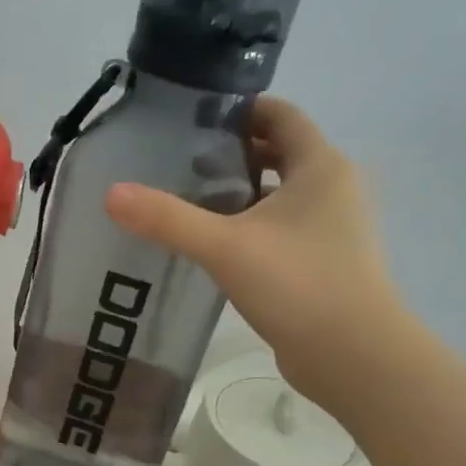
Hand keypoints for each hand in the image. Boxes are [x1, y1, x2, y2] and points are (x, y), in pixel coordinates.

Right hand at [104, 97, 405, 398]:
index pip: (281, 115)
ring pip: (280, 193)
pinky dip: (251, 224)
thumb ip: (167, 219)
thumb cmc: (298, 285)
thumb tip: (111, 194)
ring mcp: (333, 227)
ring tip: (189, 200)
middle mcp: (333, 188)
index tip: (193, 118)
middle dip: (233, 152)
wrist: (354, 356)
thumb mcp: (224, 247)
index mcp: (320, 167)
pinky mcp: (323, 261)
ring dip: (241, 191)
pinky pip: (282, 227)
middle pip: (280, 152)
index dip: (239, 109)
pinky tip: (214, 245)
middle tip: (180, 161)